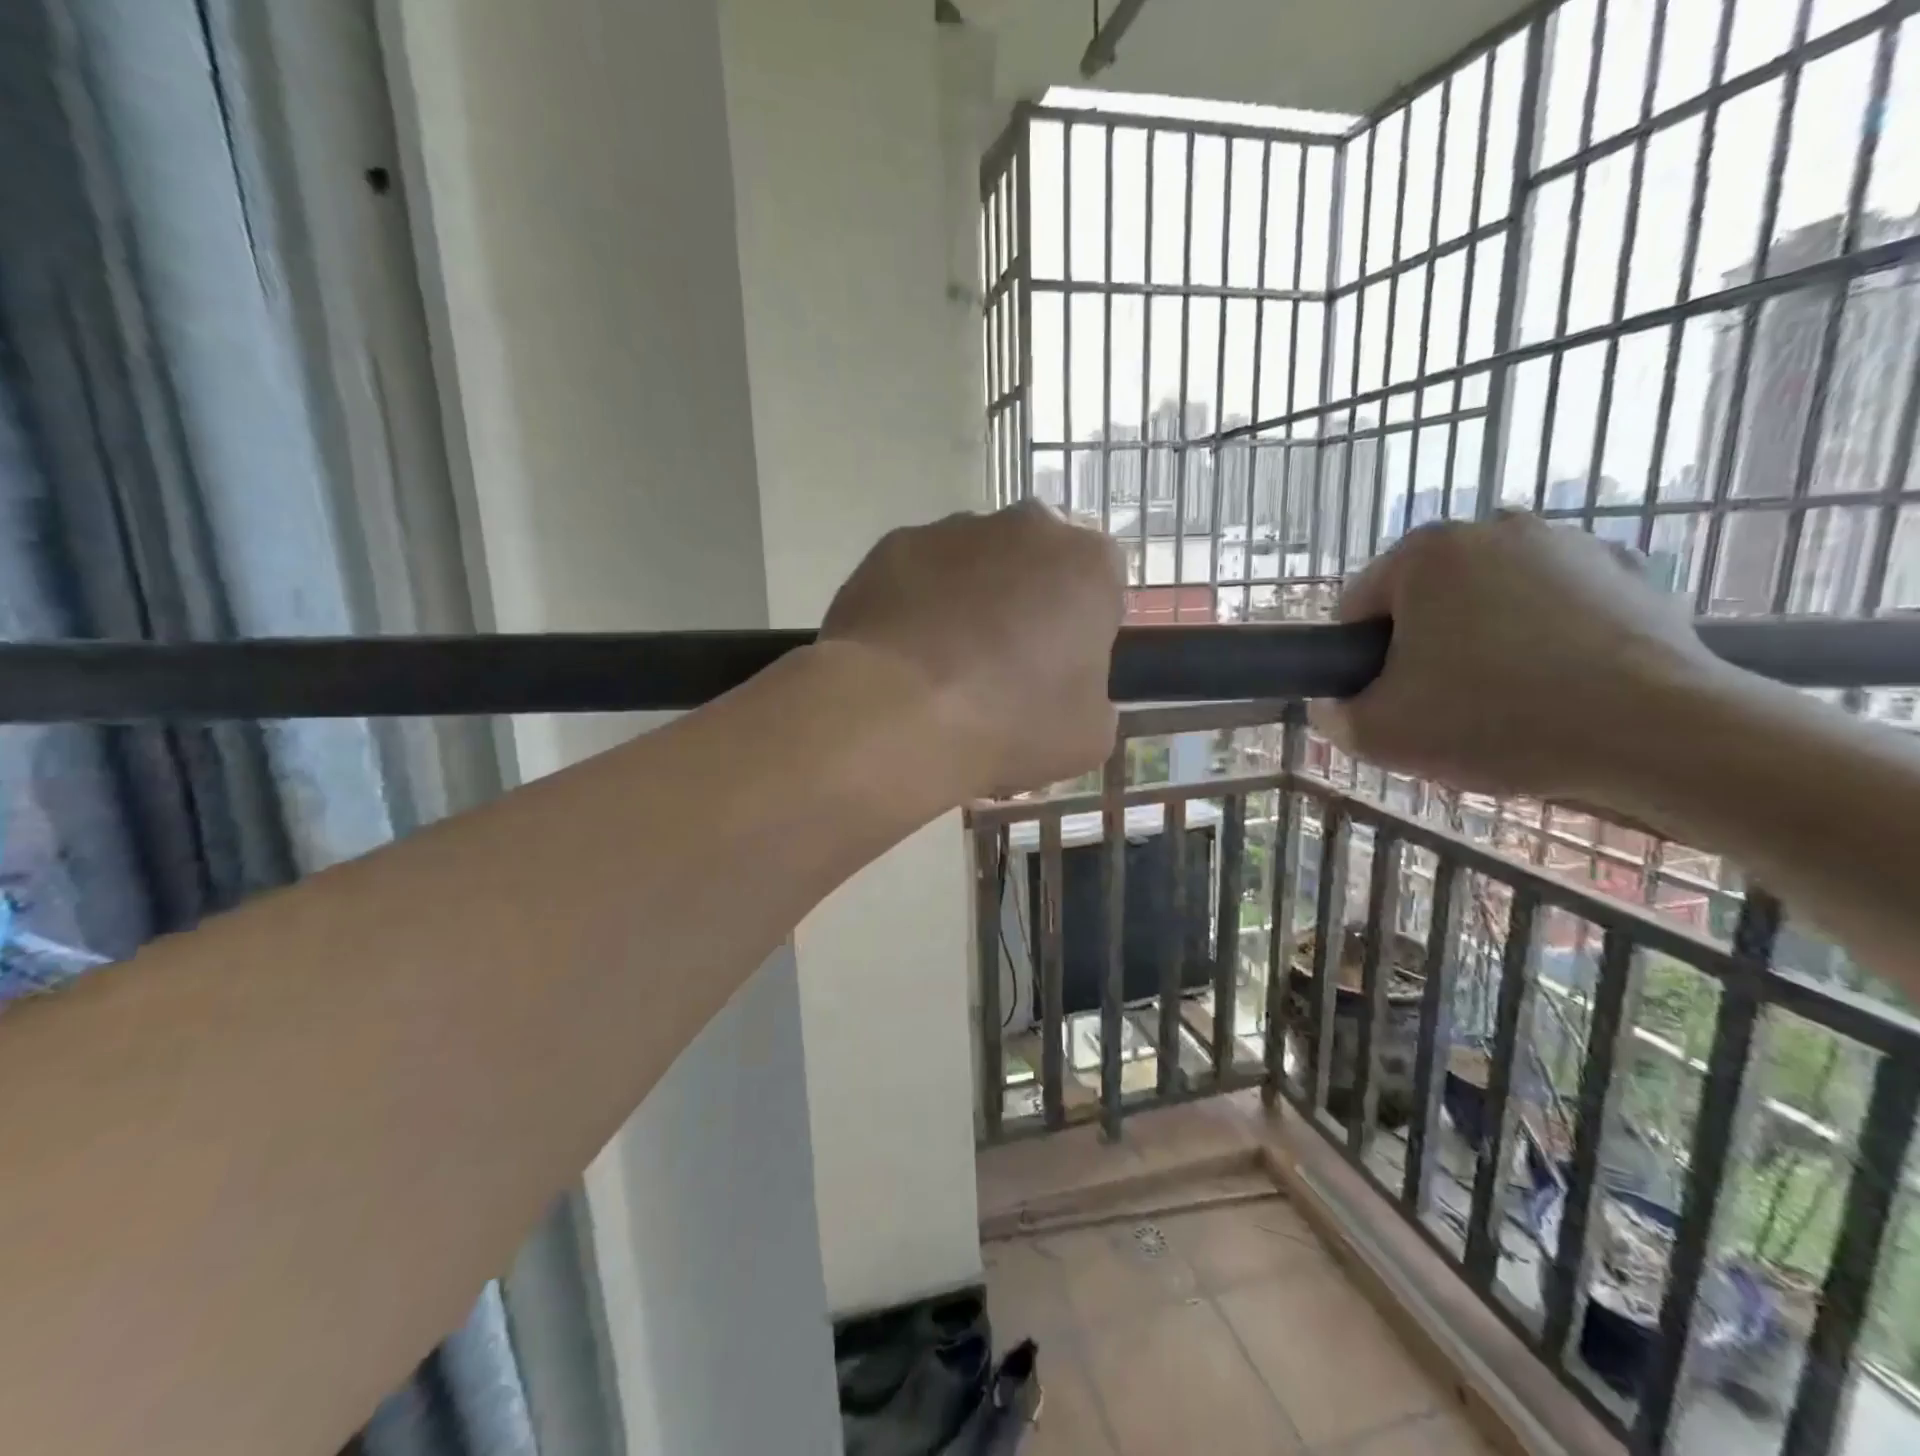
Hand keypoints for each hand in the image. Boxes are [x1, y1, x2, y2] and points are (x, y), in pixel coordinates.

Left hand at [820, 501, 1126, 797]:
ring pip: (973, 563)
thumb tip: (1069, 693)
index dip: (1081, 629)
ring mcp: (952, 530)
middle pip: (1035, 563)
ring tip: (943, 666)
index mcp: (1088, 564)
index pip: (1099, 586)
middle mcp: (1025, 527)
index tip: (1060, 669)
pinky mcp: (892, 545)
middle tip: (1004, 665)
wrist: (898, 715)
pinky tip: (902, 656)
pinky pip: (917, 575)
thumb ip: (1092, 699)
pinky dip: (916, 605)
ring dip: (969, 600)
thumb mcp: (1086, 737)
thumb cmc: (1009, 723)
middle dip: (1026, 602)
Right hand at [1311, 513, 1720, 800]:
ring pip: (1490, 603)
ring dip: (1481, 643)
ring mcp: (1571, 544)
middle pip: (1425, 600)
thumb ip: (1332, 716)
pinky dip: (1547, 640)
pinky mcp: (1632, 572)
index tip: (1384, 700)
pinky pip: (1557, 608)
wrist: (1656, 734)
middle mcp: (1495, 527)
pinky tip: (1560, 687)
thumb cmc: (1492, 720)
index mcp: (1424, 552)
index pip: (1357, 607)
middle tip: (1442, 707)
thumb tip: (1334, 706)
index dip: (1358, 660)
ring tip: (1506, 703)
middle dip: (1422, 648)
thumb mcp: (1377, 735)